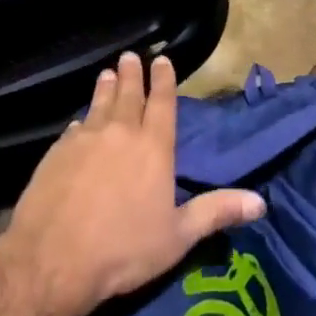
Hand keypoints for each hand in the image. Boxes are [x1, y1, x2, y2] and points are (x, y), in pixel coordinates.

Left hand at [0, 52, 265, 315]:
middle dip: (132, 74)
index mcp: (154, 147)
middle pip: (128, 94)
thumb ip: (216, 212)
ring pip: (99, 104)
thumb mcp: (178, 237)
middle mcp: (121, 133)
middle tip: (131, 56)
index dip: (163, 79)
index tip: (162, 60)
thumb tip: (261, 203)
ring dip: (105, 87)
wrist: (54, 259)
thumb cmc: (124, 250)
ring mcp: (86, 139)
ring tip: (107, 73)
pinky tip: (80, 121)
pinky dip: (82, 120)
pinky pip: (75, 128)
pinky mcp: (58, 151)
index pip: (162, 103)